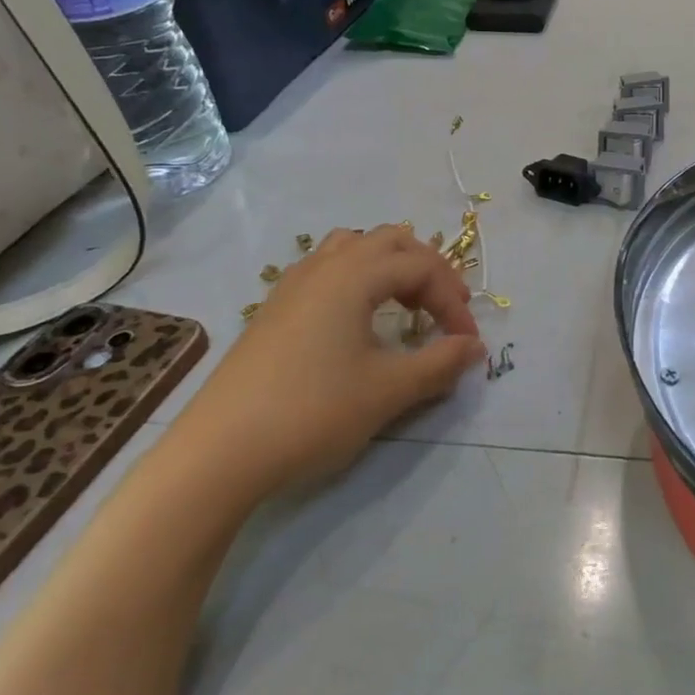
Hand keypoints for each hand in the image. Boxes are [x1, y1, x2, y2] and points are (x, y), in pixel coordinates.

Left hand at [177, 225, 484, 494]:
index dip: (453, 300)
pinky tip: (358, 320)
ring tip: (404, 303)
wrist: (219, 453)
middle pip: (390, 241)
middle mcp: (323, 266)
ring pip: (353, 248)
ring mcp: (292, 285)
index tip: (466, 342)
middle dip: (426, 270)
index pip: (421, 267)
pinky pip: (326, 270)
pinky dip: (357, 279)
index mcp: (353, 275)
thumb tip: (475, 347)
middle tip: (445, 309)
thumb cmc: (312, 412)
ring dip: (389, 267)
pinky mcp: (274, 309)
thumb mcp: (388, 390)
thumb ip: (440, 363)